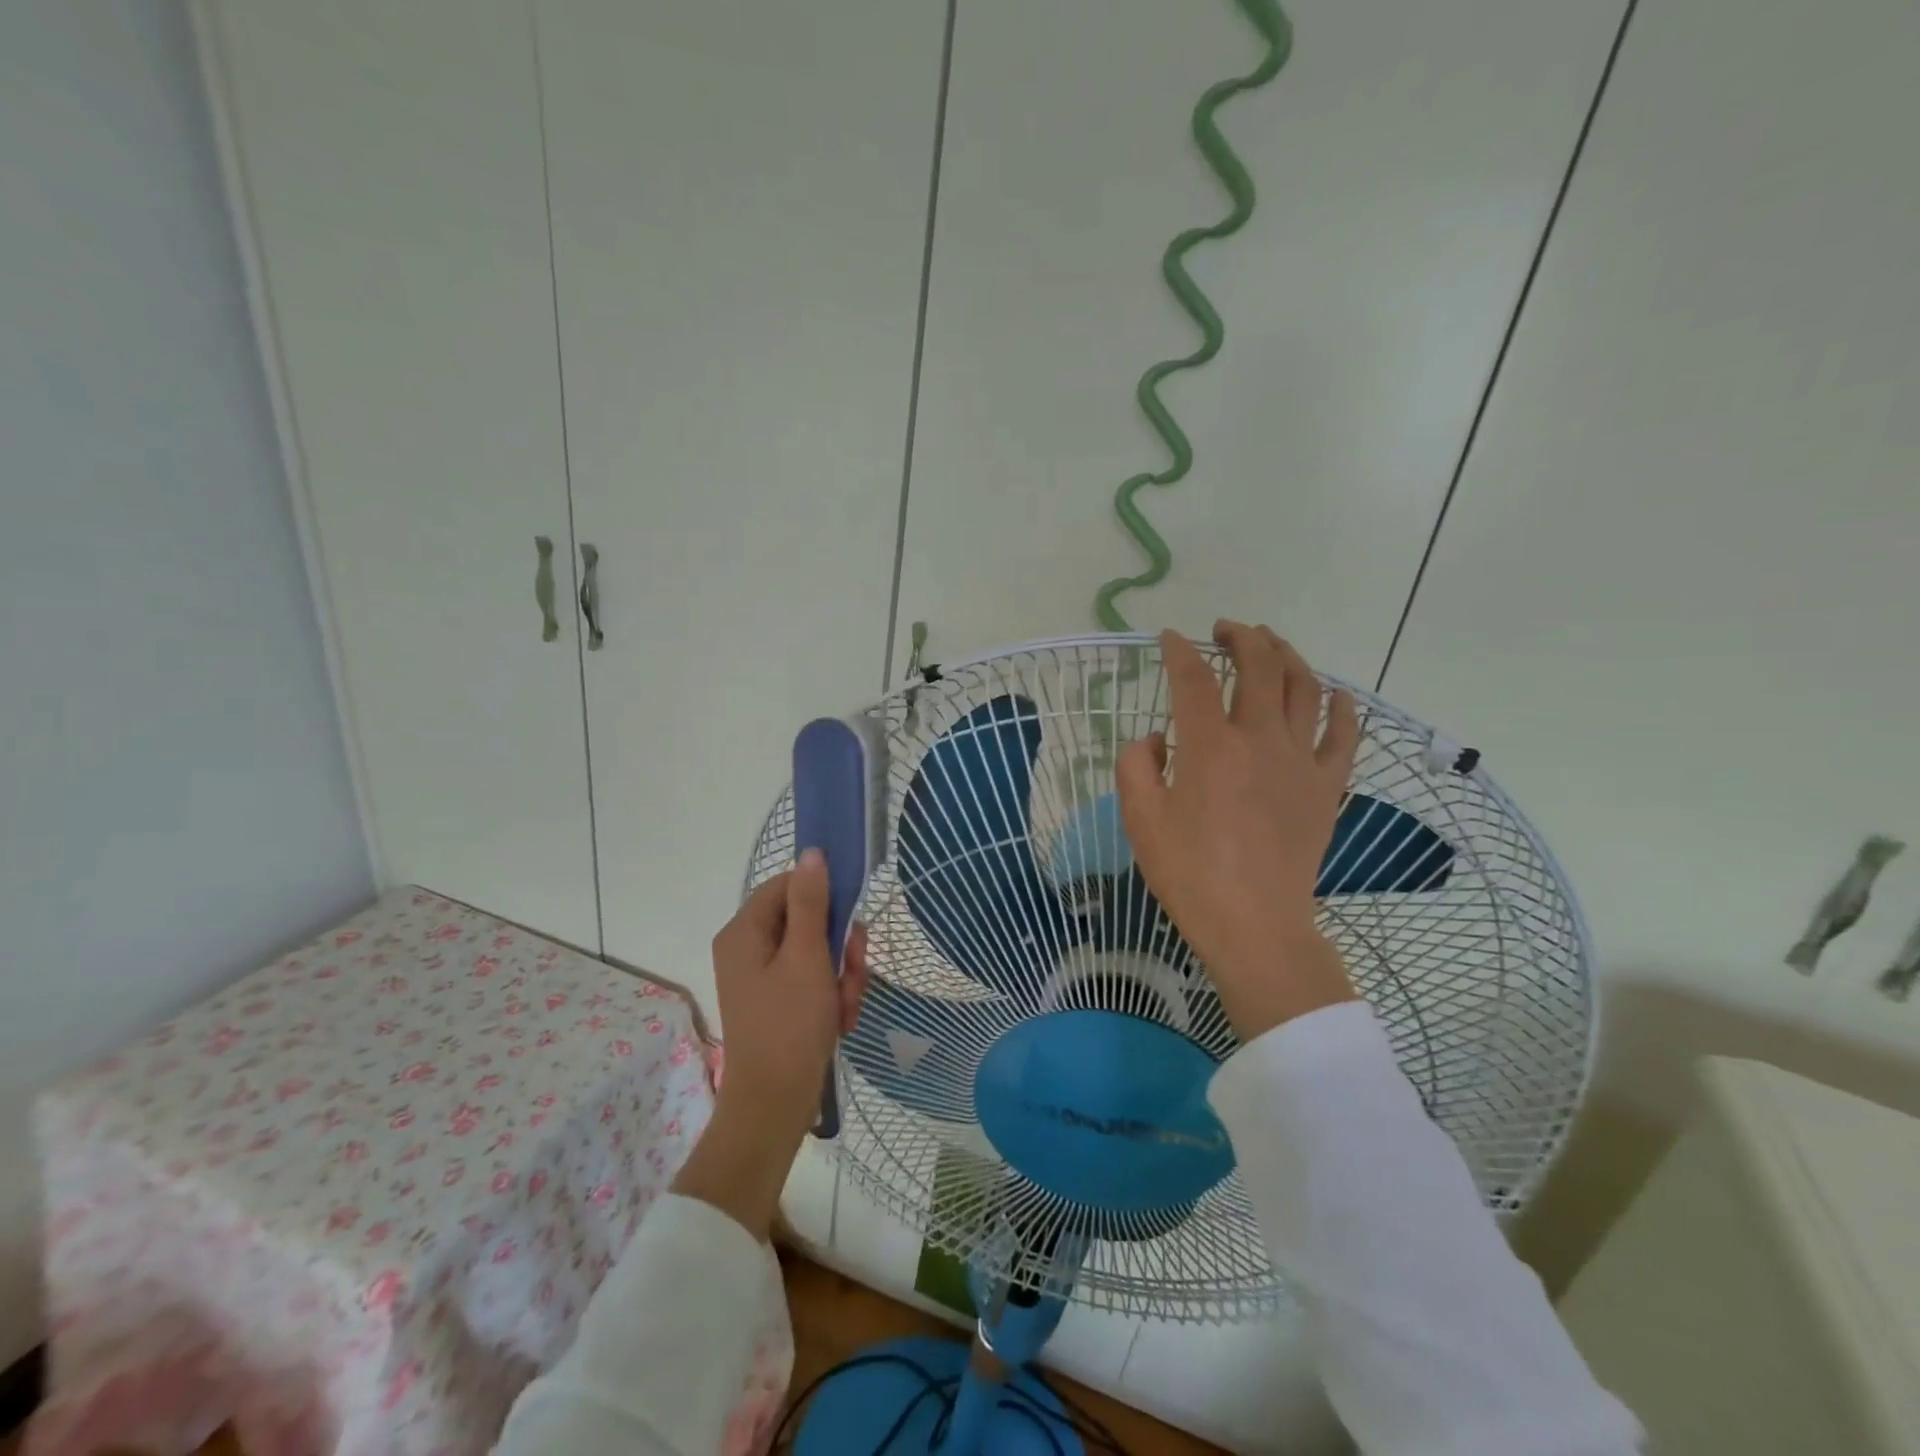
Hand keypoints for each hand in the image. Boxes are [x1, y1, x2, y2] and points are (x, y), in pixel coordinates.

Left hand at [672, 850, 867, 1238]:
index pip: (788, 884)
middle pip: (806, 920)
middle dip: (839, 946)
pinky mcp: (777, 1000)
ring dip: (841, 974)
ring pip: (816, 951)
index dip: (823, 895)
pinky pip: (812, 978)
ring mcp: (762, 976)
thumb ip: (812, 902)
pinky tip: (841, 1020)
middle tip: (852, 972)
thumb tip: (812, 852)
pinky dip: (831, 995)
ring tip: (846, 1006)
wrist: (775, 1105)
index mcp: (744, 931)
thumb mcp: (807, 957)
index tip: (850, 919)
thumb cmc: (790, 1024)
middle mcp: (748, 948)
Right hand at [1117, 621, 1360, 1039]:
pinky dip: (1341, 705)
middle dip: (1241, 637)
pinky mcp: (1327, 785)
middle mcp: (1259, 739)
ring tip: (1271, 643)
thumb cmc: (1189, 873)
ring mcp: (1301, 760)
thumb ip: (1137, 764)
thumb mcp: (1139, 818)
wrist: (1254, 924)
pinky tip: (1334, 692)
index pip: (1193, 678)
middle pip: (1259, 666)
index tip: (1169, 639)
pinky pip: (1344, 733)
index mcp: (1209, 746)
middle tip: (1224, 629)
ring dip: (1287, 655)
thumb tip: (1157, 739)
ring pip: (1304, 687)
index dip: (1179, 651)